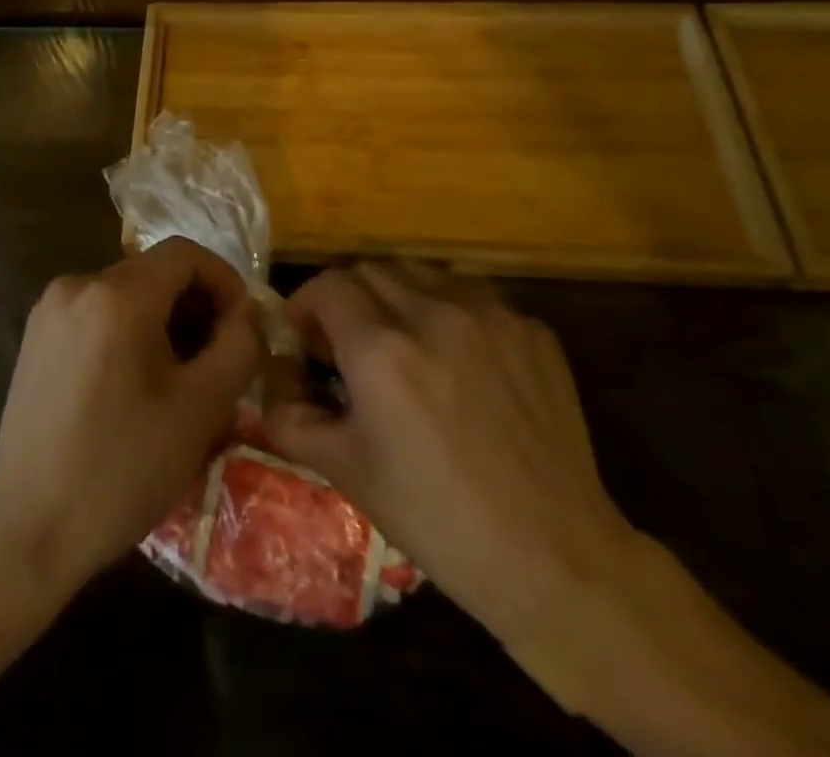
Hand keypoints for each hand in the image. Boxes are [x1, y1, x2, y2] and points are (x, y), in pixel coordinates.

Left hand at [0, 237, 263, 598]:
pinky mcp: (35, 337)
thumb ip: (238, 346)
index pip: (184, 253)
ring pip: (126, 294)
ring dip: (163, 321)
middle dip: (195, 306)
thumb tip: (250, 312)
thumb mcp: (200, 409)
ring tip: (181, 379)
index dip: (224, 280)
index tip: (242, 327)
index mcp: (116, 294)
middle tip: (218, 360)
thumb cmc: (122, 469)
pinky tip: (136, 385)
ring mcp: (49, 310)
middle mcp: (76, 285)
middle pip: (154, 272)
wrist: (29, 529)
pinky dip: (128, 332)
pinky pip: (96, 314)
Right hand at [263, 263, 639, 650]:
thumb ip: (290, 415)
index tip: (307, 341)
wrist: (557, 559)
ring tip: (403, 346)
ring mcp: (490, 316)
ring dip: (397, 298)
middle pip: (370, 270)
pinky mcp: (532, 330)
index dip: (306, 307)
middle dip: (348, 299)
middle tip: (350, 345)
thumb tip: (273, 378)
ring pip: (421, 273)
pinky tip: (458, 364)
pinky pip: (472, 297)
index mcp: (382, 348)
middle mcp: (433, 313)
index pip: (326, 287)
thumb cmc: (438, 519)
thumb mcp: (345, 471)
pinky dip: (448, 313)